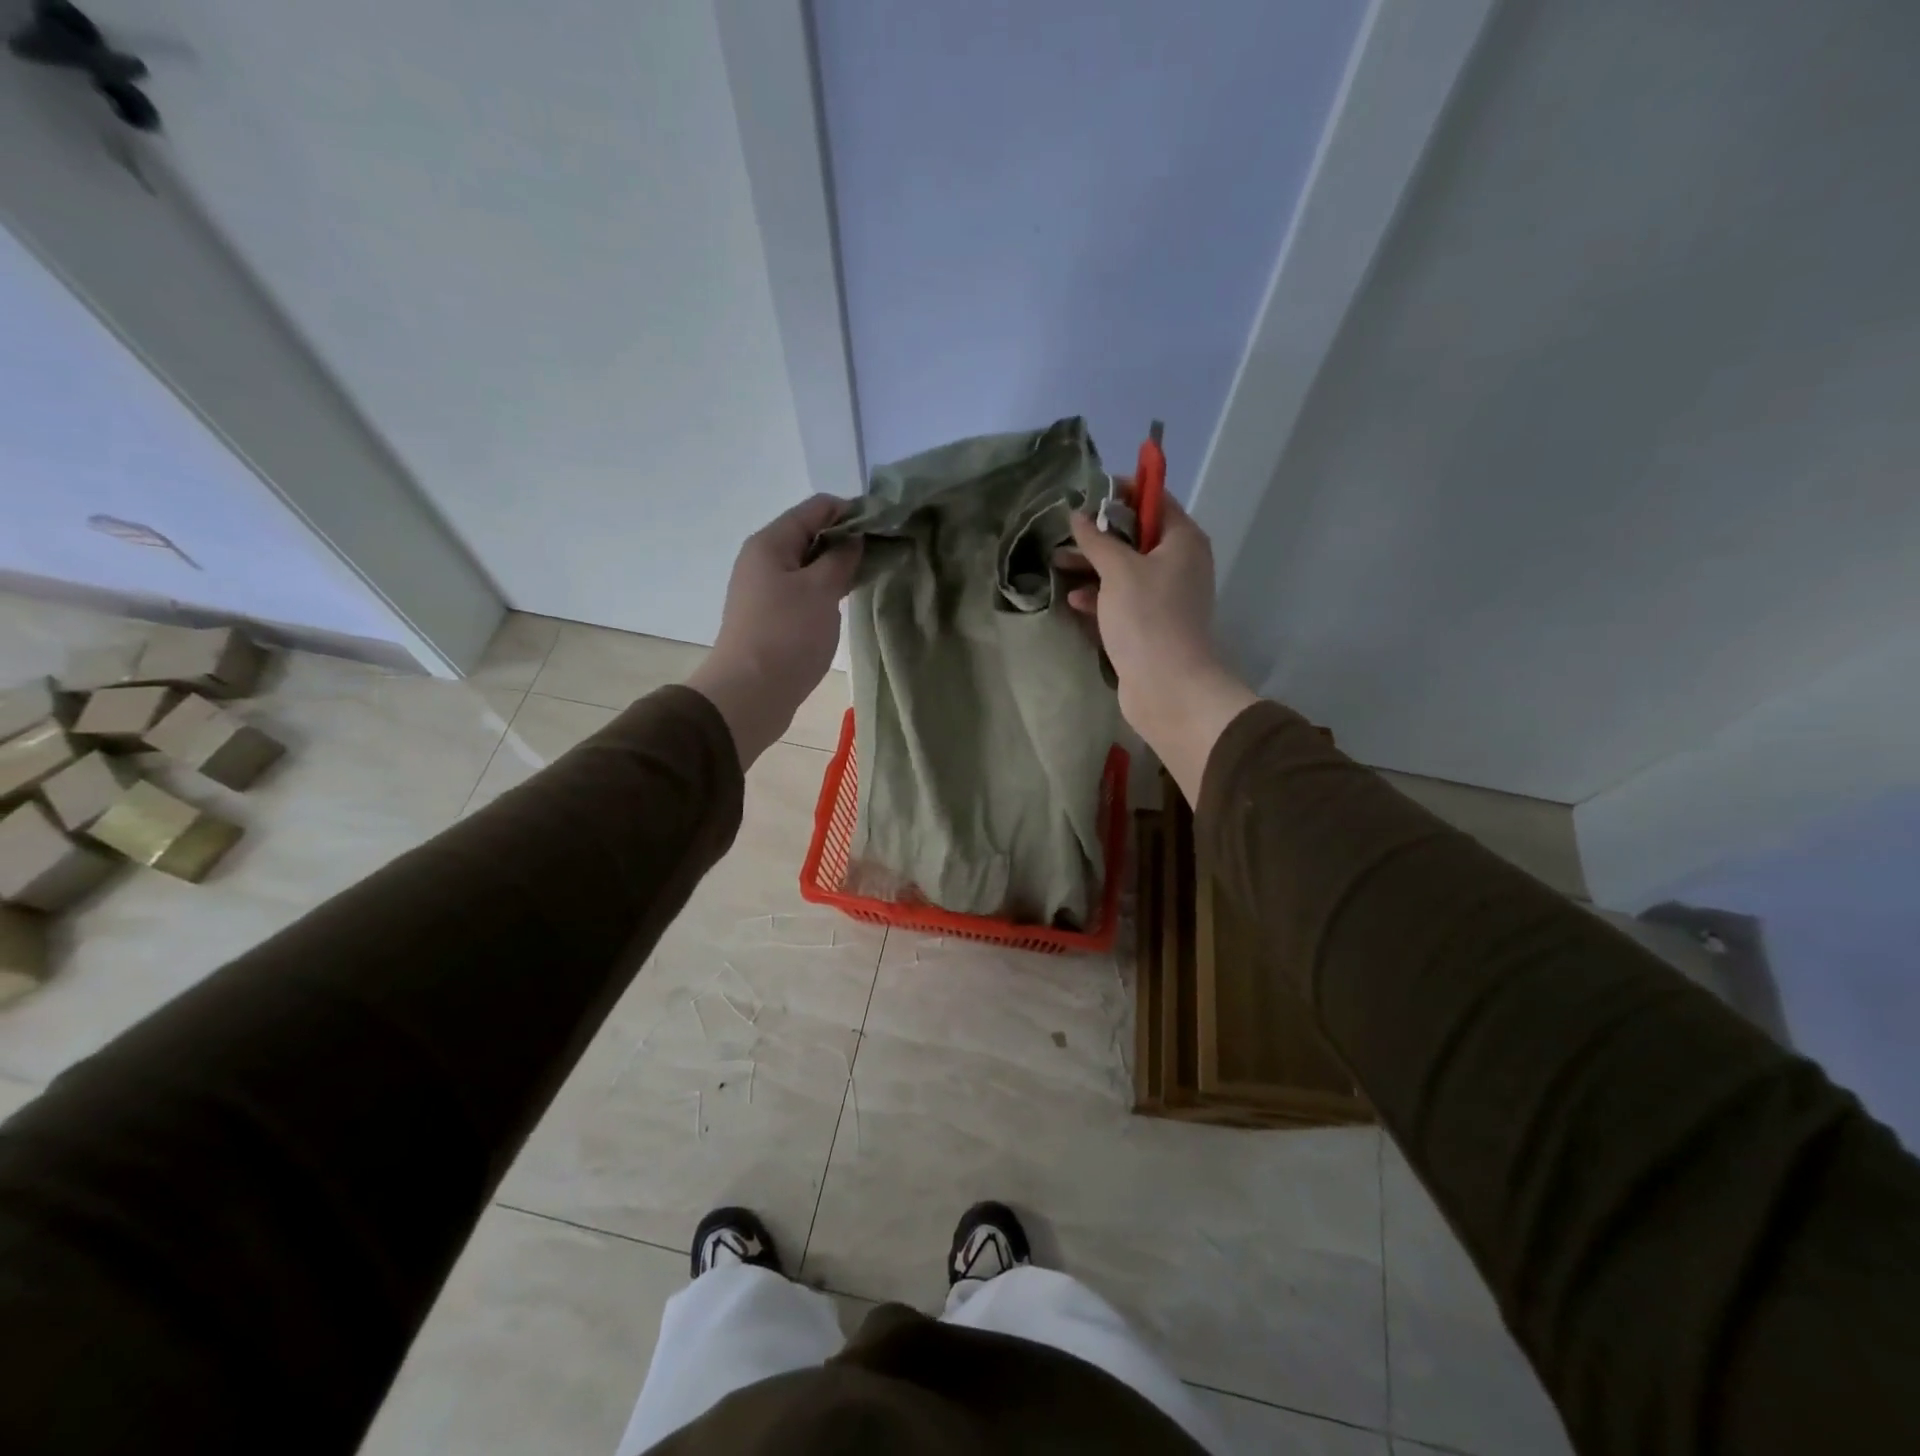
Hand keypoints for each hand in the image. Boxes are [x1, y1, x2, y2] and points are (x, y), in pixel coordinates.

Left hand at [688, 495, 860, 765]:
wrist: (750, 694)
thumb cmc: (787, 635)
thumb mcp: (821, 590)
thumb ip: (842, 558)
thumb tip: (854, 539)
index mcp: (771, 542)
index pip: (817, 507)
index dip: (852, 511)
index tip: (886, 528)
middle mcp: (764, 559)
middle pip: (811, 535)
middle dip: (848, 541)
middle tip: (885, 555)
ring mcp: (766, 590)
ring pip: (809, 566)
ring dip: (838, 568)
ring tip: (871, 578)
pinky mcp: (772, 617)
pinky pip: (804, 591)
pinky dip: (826, 590)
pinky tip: (846, 603)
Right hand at [1067, 494, 1255, 800]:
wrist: (1168, 686)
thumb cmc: (1147, 618)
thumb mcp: (1118, 570)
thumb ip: (1097, 539)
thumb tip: (1078, 515)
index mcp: (1183, 541)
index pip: (1155, 500)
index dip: (1123, 491)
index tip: (1088, 492)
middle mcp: (1179, 564)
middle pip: (1137, 536)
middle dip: (1099, 534)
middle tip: (1064, 531)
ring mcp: (1165, 597)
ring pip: (1125, 571)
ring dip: (1093, 567)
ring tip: (1057, 563)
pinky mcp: (1150, 625)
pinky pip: (1122, 601)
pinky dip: (1099, 597)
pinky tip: (1073, 600)